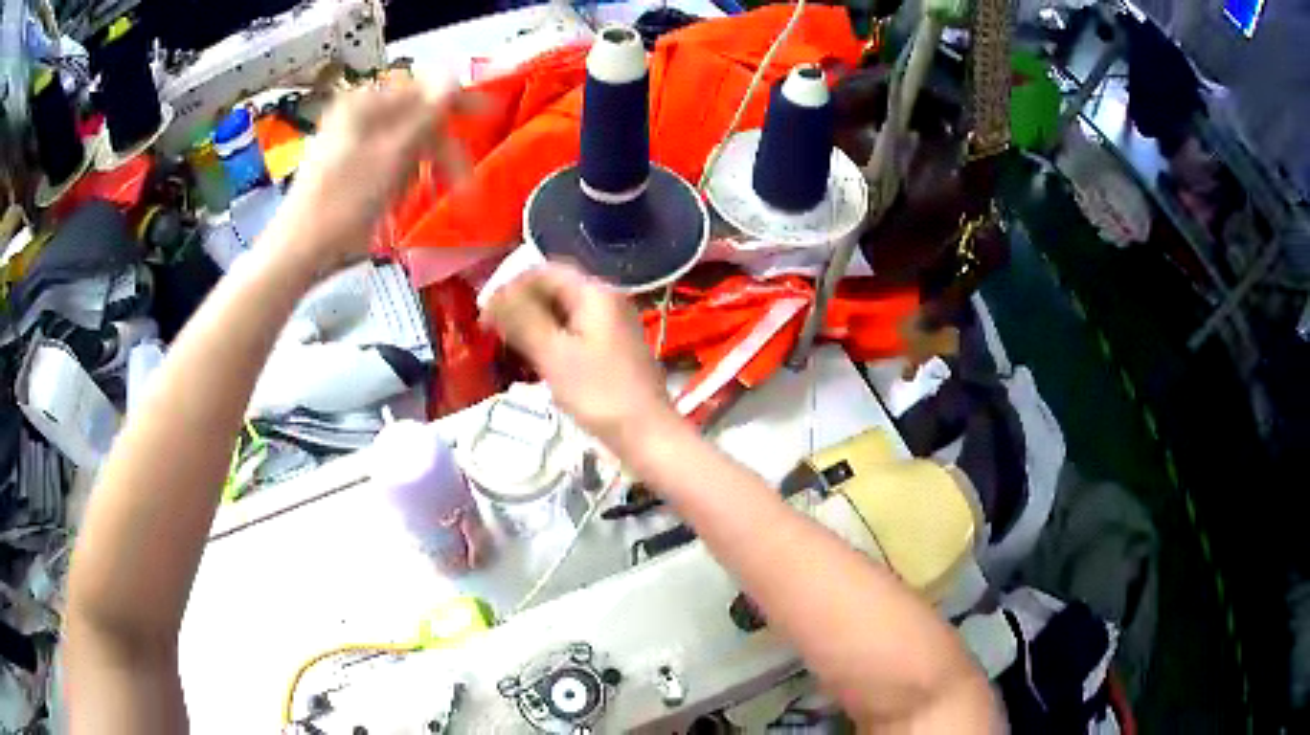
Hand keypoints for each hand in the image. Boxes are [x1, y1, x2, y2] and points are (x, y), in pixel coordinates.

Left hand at [274, 77, 474, 276]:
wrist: (298, 251)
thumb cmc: (344, 203)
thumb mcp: (392, 156)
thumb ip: (426, 114)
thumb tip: (453, 74)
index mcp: (365, 104)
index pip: (423, 90)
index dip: (457, 102)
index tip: (488, 116)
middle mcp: (357, 115)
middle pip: (414, 119)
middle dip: (439, 149)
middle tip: (462, 181)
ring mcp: (350, 142)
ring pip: (402, 144)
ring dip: (419, 168)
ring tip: (414, 198)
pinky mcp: (347, 167)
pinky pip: (386, 163)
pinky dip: (398, 179)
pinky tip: (394, 202)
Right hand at [484, 263, 677, 452]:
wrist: (647, 435)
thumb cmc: (599, 394)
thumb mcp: (554, 354)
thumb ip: (522, 319)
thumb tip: (493, 294)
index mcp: (595, 294)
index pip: (545, 272)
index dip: (511, 286)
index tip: (484, 311)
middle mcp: (606, 302)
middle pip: (554, 291)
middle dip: (519, 307)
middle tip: (490, 332)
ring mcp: (610, 328)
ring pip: (561, 315)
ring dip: (531, 326)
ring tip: (504, 348)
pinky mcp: (610, 352)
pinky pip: (571, 336)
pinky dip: (548, 343)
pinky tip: (530, 364)